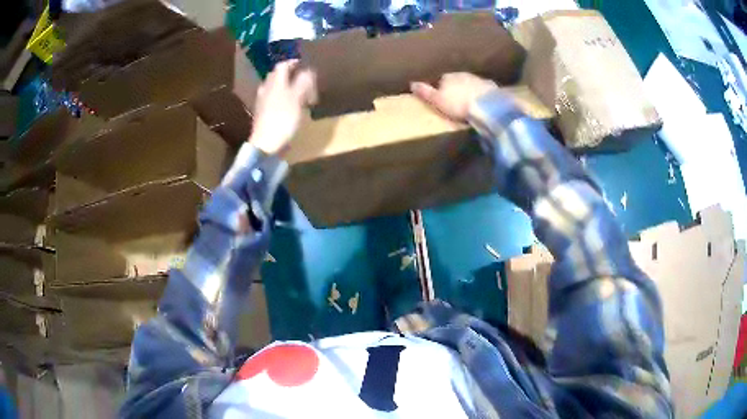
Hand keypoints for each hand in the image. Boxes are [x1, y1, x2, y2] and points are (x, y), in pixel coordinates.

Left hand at [250, 60, 317, 154]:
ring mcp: (262, 102)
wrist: (265, 144)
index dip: (293, 63)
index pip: (282, 66)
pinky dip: (282, 99)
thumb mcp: (297, 98)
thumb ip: (303, 82)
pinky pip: (273, 100)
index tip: (304, 64)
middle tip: (302, 79)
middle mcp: (266, 89)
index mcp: (274, 83)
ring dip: (286, 87)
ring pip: (275, 89)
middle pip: (277, 76)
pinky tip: (289, 106)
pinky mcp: (262, 114)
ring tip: (298, 93)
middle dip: (290, 75)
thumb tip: (309, 70)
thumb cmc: (282, 119)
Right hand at [410, 73, 497, 122]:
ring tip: (469, 101)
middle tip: (456, 100)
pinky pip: (483, 89)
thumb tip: (411, 84)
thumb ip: (425, 92)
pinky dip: (481, 93)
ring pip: (470, 83)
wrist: (485, 105)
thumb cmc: (457, 104)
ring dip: (468, 89)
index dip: (441, 88)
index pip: (441, 80)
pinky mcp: (490, 86)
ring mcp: (477, 79)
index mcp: (447, 77)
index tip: (442, 97)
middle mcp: (462, 74)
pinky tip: (482, 101)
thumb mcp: (437, 100)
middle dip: (456, 88)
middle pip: (456, 80)